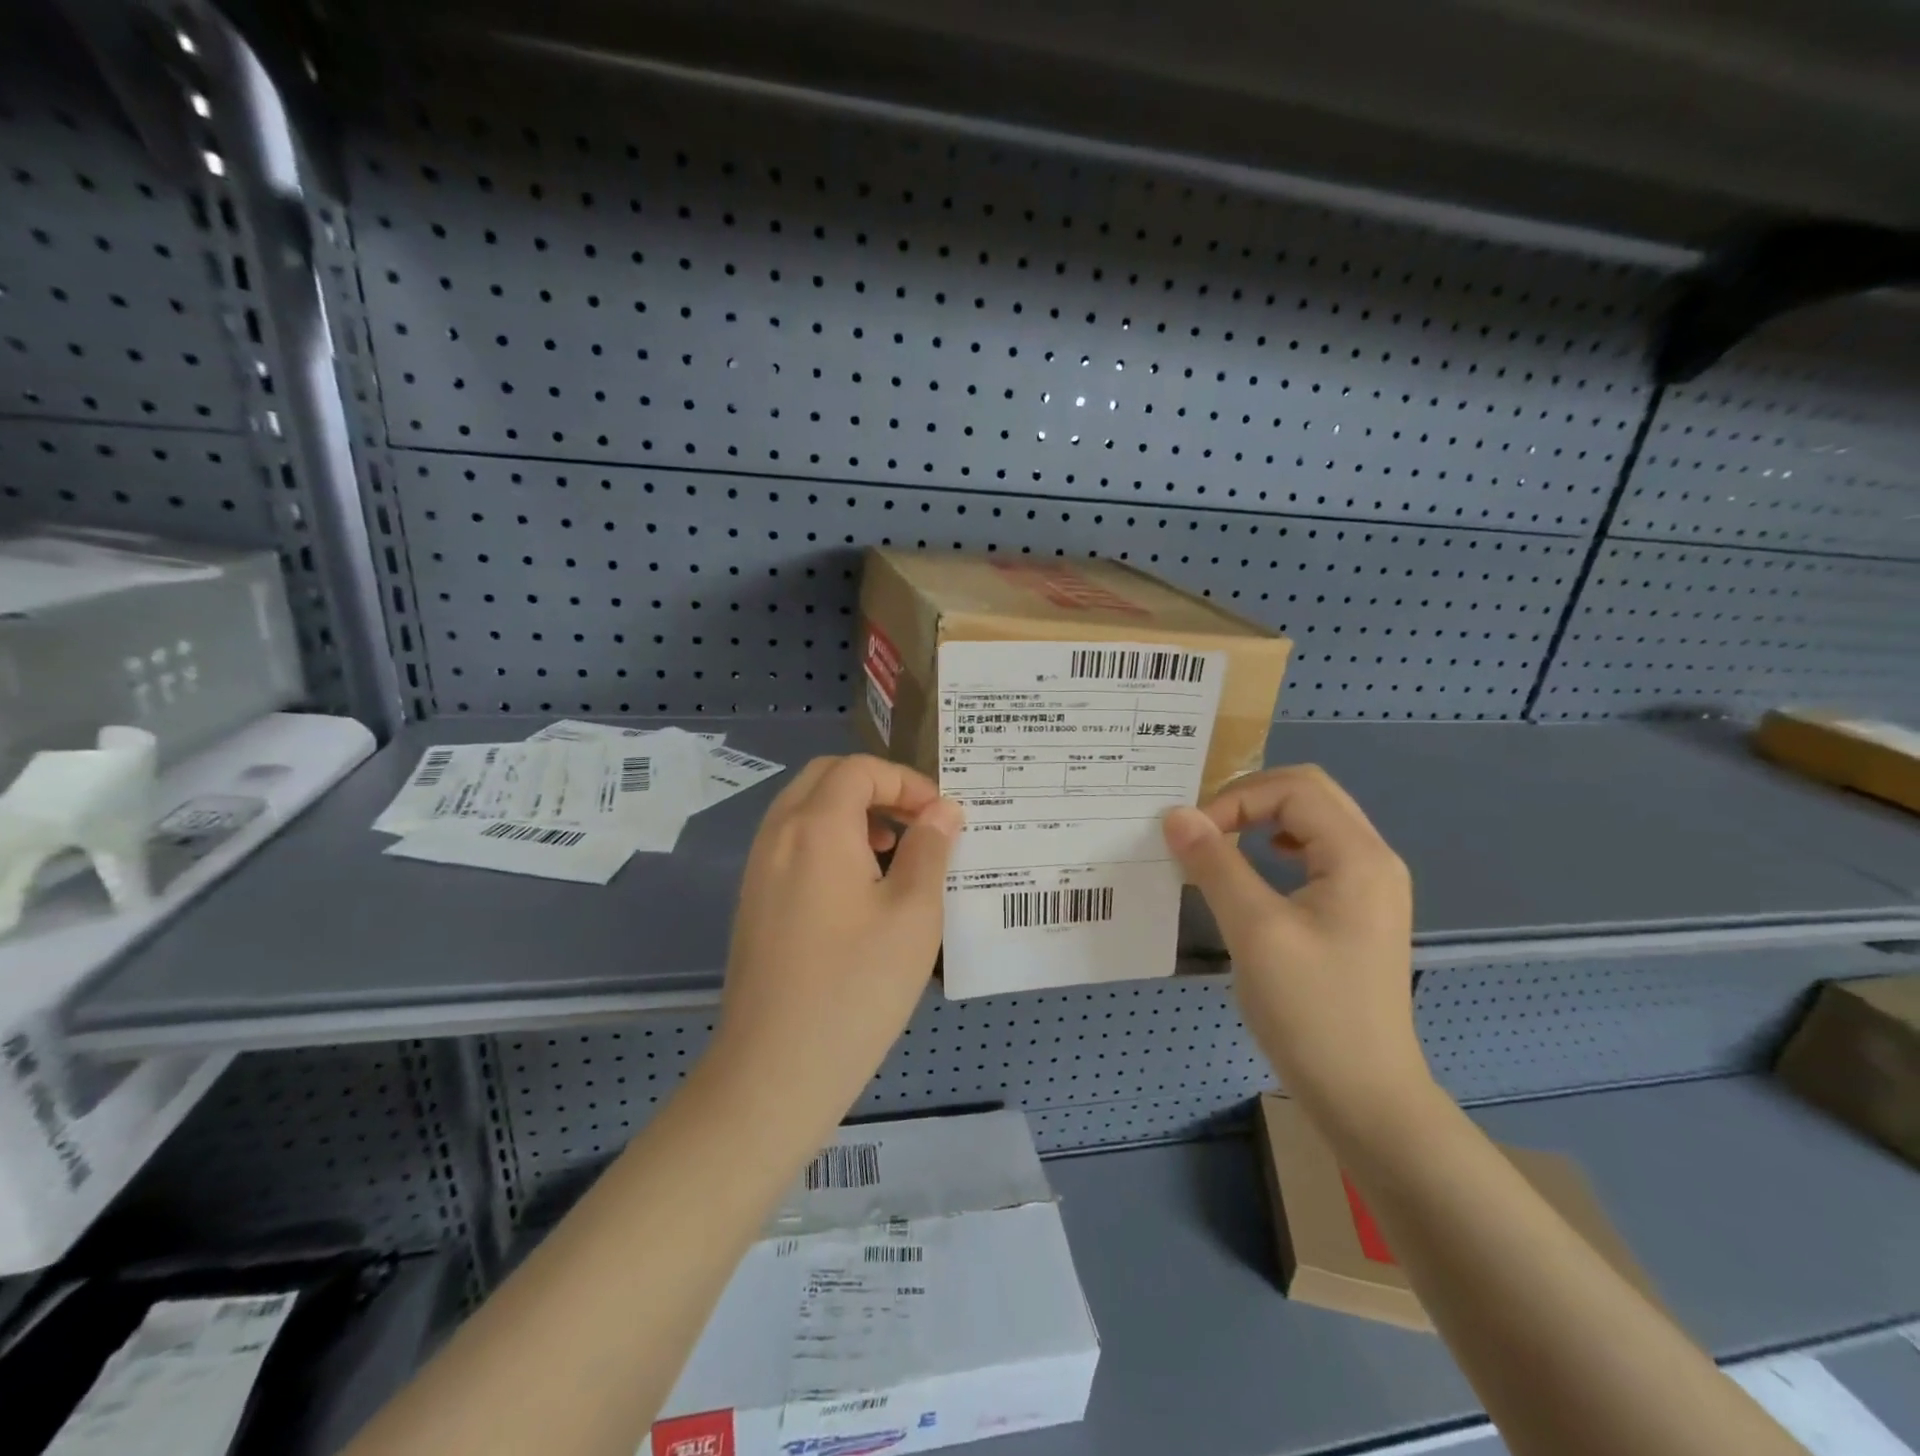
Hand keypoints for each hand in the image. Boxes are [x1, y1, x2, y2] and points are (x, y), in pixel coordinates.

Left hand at [712, 755, 963, 1134]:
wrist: (774, 1070)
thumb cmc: (856, 987)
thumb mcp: (913, 915)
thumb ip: (930, 850)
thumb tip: (943, 811)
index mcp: (817, 827)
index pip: (860, 769)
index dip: (906, 781)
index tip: (941, 817)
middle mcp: (778, 835)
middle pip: (825, 777)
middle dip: (876, 787)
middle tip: (915, 823)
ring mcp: (758, 868)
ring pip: (803, 808)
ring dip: (850, 812)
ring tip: (890, 852)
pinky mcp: (752, 901)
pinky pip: (791, 843)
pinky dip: (826, 840)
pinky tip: (855, 888)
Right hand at [1162, 765, 1425, 1124]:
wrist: (1366, 1096)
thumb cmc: (1311, 1011)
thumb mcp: (1255, 931)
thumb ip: (1215, 864)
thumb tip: (1176, 815)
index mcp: (1358, 856)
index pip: (1294, 788)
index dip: (1236, 798)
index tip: (1193, 836)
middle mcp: (1373, 859)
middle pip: (1309, 794)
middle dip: (1250, 798)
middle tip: (1205, 826)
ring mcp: (1370, 886)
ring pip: (1314, 820)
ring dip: (1264, 818)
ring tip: (1223, 839)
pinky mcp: (1357, 911)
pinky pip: (1316, 852)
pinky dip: (1277, 845)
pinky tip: (1258, 868)